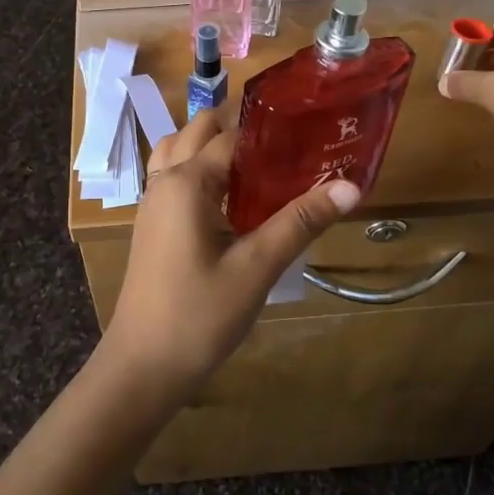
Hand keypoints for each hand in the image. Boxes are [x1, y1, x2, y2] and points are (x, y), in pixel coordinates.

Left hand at [103, 110, 360, 400]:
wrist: (142, 366)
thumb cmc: (199, 315)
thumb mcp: (257, 267)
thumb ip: (300, 222)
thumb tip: (351, 186)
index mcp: (187, 182)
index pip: (231, 136)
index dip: (269, 131)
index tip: (309, 132)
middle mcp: (165, 181)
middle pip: (198, 131)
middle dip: (238, 128)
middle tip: (286, 144)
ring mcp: (152, 203)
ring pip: (178, 151)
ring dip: (211, 146)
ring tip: (256, 164)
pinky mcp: (152, 225)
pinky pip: (172, 177)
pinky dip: (197, 169)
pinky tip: (229, 198)